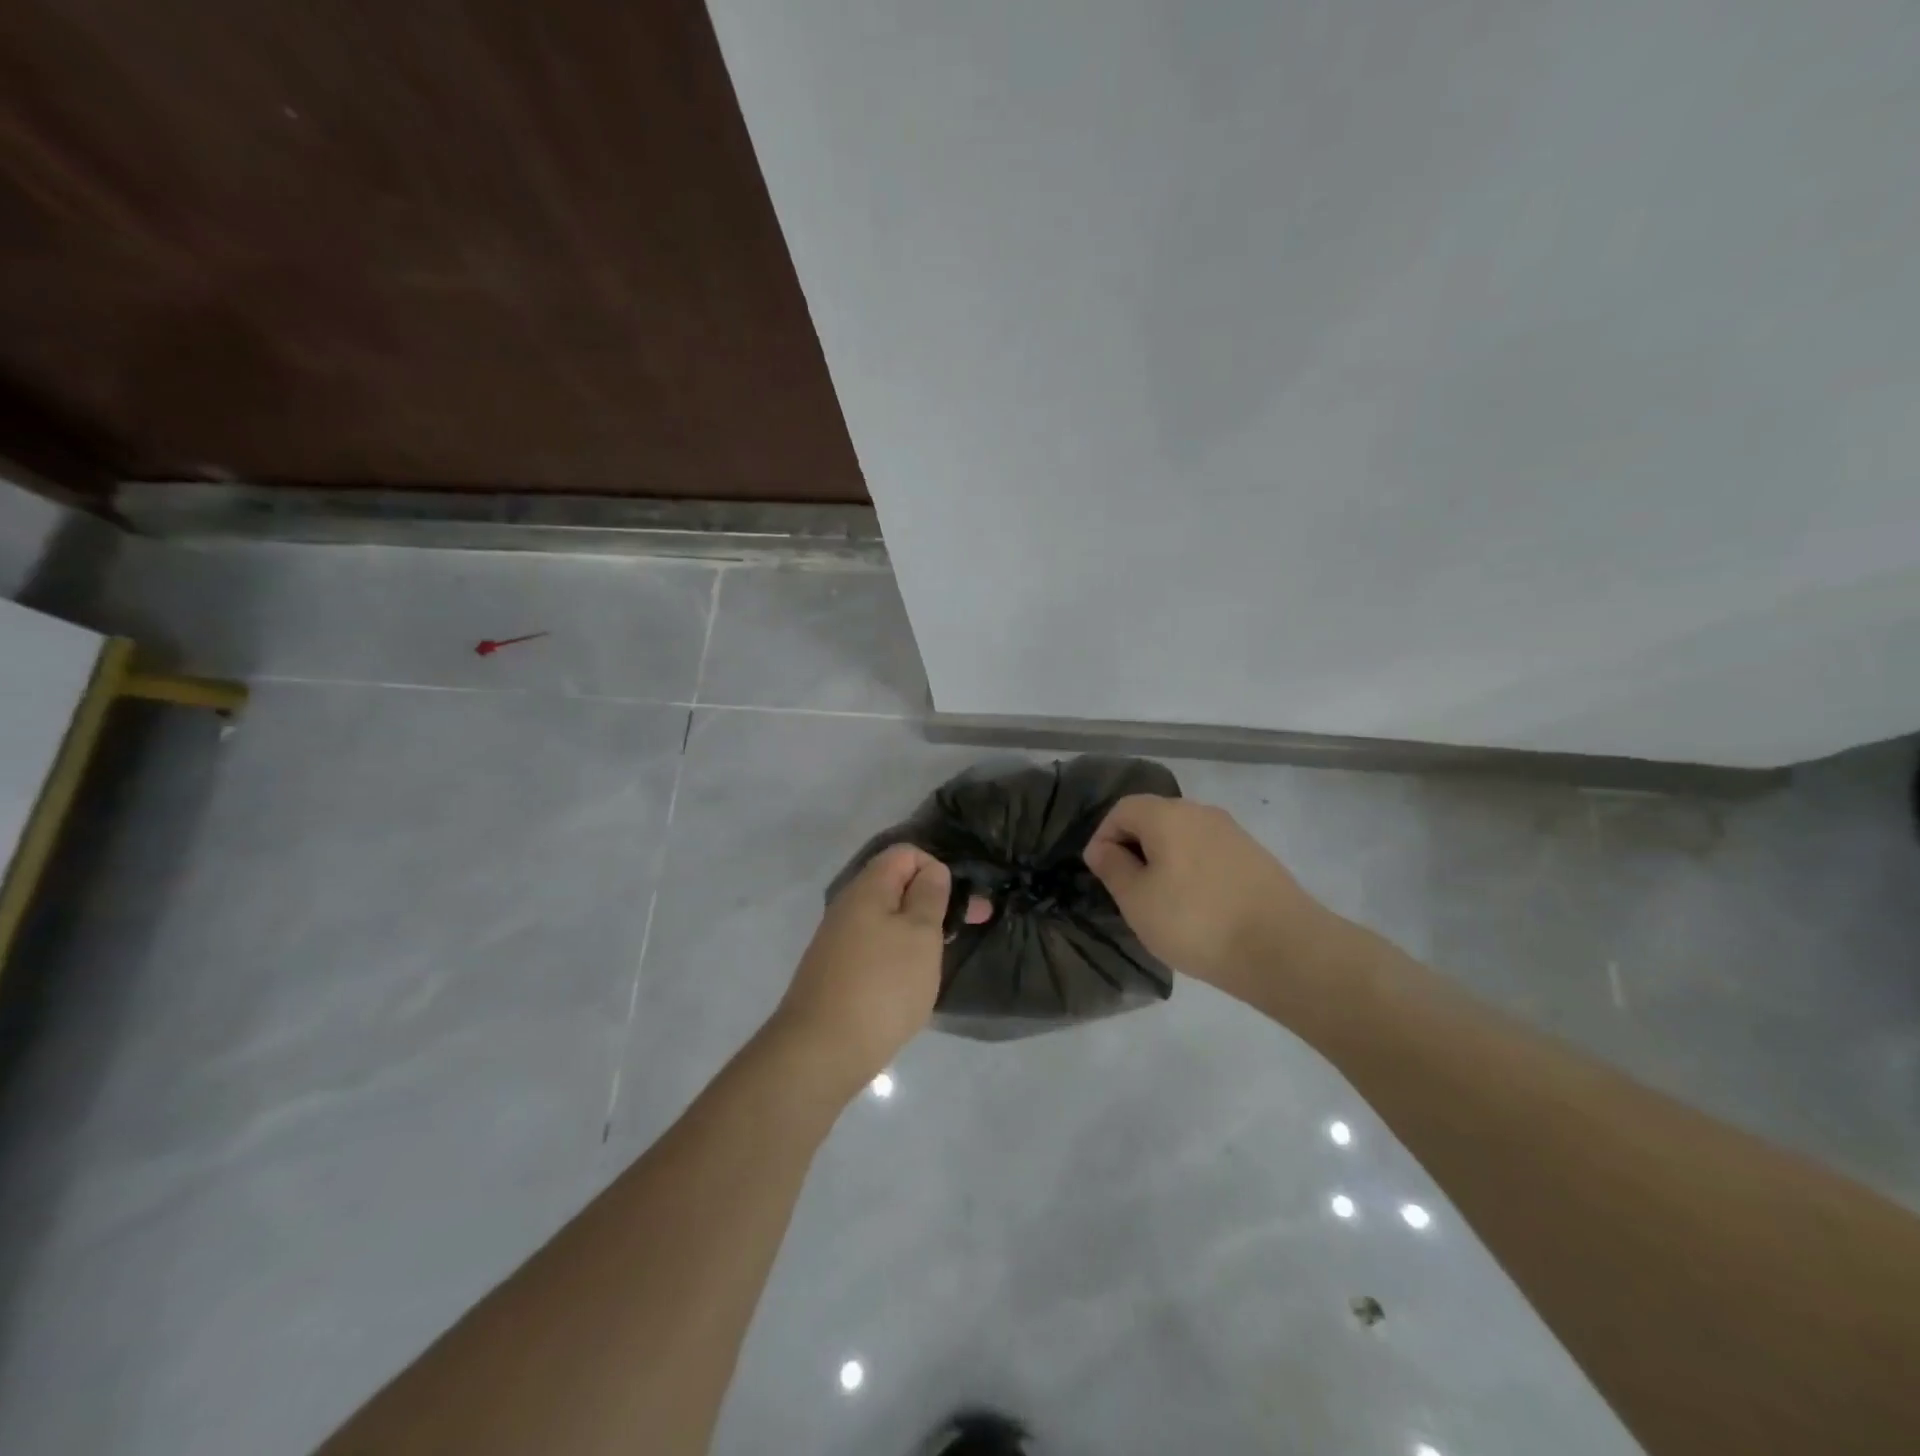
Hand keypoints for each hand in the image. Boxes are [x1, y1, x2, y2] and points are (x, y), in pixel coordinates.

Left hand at [772, 844, 949, 1090]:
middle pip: (896, 885)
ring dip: (918, 931)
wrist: (821, 1051)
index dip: (937, 868)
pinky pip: (875, 947)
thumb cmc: (882, 986)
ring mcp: (839, 940)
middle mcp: (848, 906)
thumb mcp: (920, 934)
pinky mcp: (837, 971)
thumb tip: (932, 870)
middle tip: (968, 928)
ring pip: (887, 919)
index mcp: (868, 888)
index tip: (959, 902)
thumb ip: (929, 895)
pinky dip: (899, 955)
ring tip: (941, 958)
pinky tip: (912, 981)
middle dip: (933, 901)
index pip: (906, 853)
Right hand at [1083, 795, 1327, 991]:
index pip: (1122, 809)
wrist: (1283, 949)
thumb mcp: (1137, 900)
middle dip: (1134, 847)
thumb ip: (1113, 868)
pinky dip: (1193, 870)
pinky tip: (1197, 906)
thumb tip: (1101, 847)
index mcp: (1167, 815)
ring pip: (1184, 836)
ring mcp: (1233, 833)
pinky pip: (1209, 853)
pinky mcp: (1255, 856)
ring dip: (1165, 860)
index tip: (1100, 872)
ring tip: (1162, 901)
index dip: (1103, 836)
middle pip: (1155, 818)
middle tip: (1128, 889)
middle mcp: (1201, 812)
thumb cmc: (1195, 921)